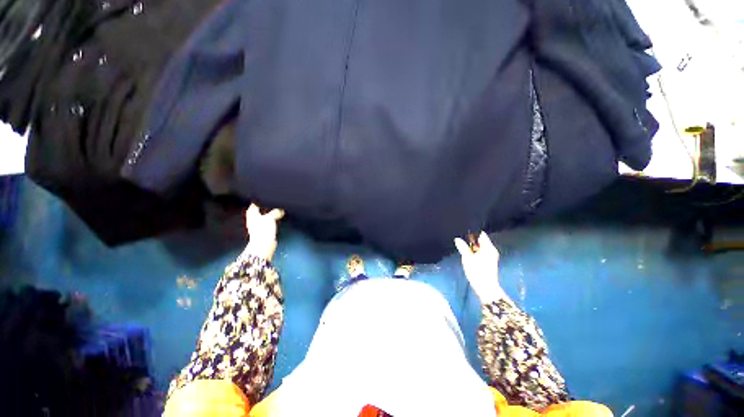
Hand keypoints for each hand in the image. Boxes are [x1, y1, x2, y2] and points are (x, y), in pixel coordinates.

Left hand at [244, 203, 284, 260]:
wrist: (263, 245)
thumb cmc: (263, 230)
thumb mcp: (271, 217)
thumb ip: (276, 211)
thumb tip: (281, 209)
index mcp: (251, 213)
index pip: (255, 202)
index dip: (261, 199)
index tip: (269, 196)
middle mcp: (253, 218)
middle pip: (260, 208)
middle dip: (267, 206)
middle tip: (275, 202)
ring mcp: (258, 224)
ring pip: (265, 215)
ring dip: (270, 213)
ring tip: (278, 209)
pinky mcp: (263, 230)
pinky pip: (269, 221)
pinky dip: (273, 219)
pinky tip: (278, 218)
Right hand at [454, 231, 506, 303]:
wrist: (485, 288)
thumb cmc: (477, 271)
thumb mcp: (467, 258)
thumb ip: (462, 247)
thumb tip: (457, 239)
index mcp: (488, 247)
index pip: (481, 235)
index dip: (473, 233)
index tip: (464, 233)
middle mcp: (492, 250)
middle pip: (481, 241)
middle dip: (472, 241)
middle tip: (461, 242)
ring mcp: (492, 257)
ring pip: (481, 248)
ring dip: (473, 248)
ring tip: (463, 249)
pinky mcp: (489, 263)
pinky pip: (482, 253)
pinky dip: (475, 253)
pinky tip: (469, 256)